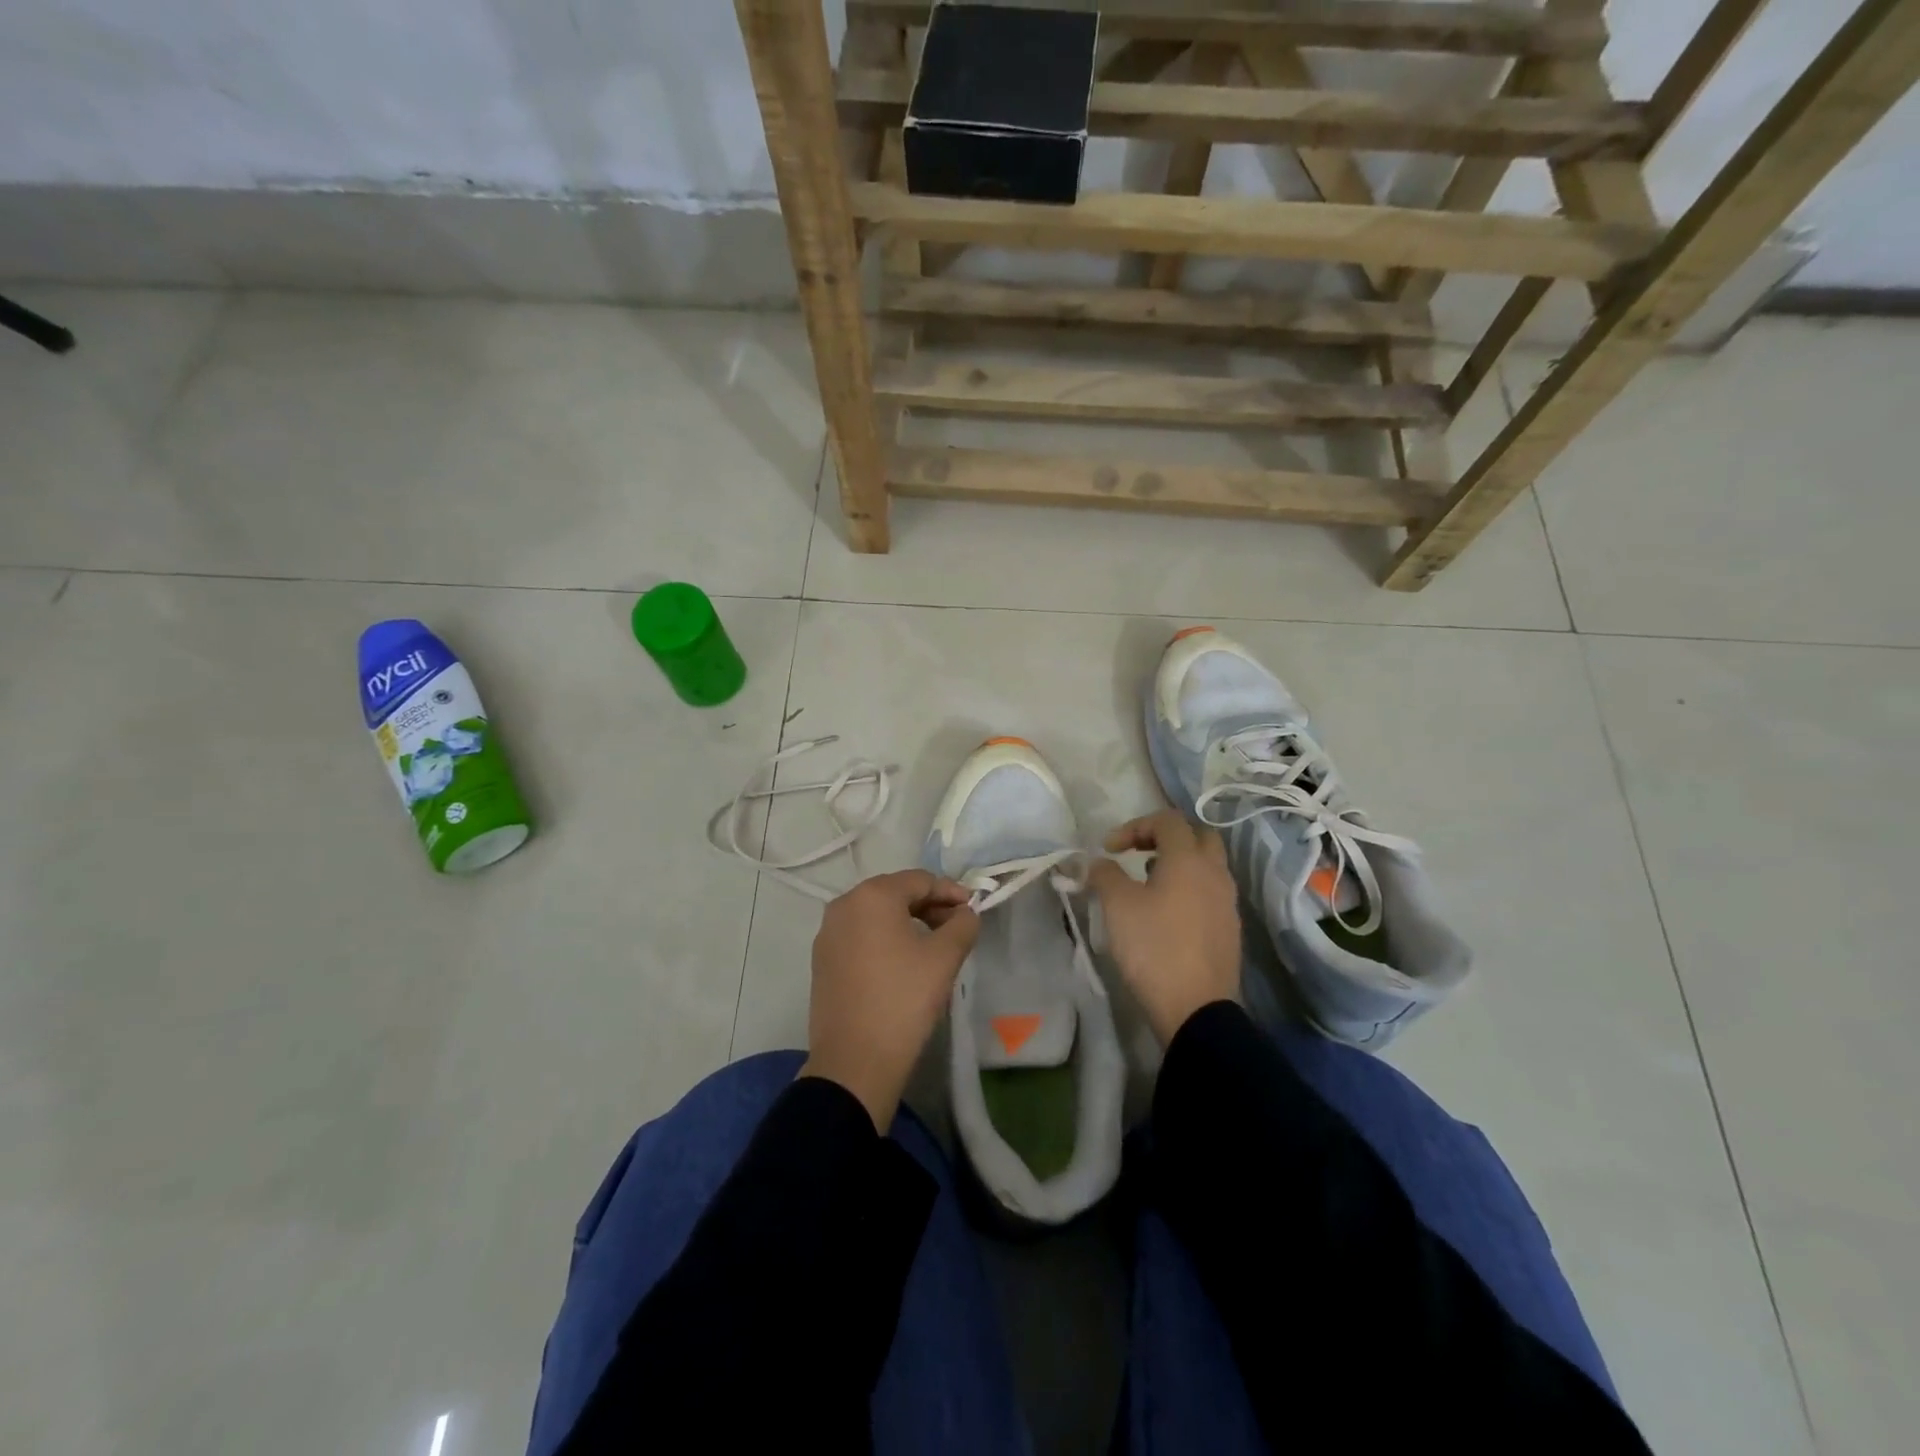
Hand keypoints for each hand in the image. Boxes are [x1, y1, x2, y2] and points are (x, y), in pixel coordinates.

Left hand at [801, 869, 980, 1130]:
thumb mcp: (944, 958)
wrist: (854, 1061)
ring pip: (876, 915)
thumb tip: (966, 913)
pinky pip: (860, 936)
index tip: (973, 909)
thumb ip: (962, 925)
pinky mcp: (822, 960)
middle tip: (956, 926)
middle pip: (895, 893)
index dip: (951, 892)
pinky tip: (904, 961)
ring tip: (934, 944)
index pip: (920, 880)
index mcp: (871, 896)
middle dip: (929, 905)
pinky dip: (885, 939)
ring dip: (907, 922)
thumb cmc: (903, 1000)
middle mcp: (843, 905)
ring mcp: (828, 933)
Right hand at [1086, 810, 1241, 1044]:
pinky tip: (1167, 912)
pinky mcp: (1230, 928)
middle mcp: (1215, 873)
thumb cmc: (1154, 948)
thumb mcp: (1117, 906)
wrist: (1196, 1009)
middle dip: (1165, 837)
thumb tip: (1098, 862)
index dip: (1135, 826)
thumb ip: (1105, 875)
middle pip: (1197, 836)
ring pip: (1207, 865)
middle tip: (1138, 853)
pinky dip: (1189, 887)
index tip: (1110, 850)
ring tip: (1148, 883)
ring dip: (1178, 863)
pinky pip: (1211, 891)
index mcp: (1189, 859)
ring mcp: (1228, 901)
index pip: (1167, 820)